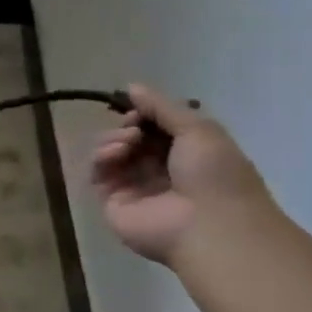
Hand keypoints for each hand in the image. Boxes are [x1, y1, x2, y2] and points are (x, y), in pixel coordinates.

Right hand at [90, 84, 273, 263]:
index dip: (143, 114)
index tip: (141, 111)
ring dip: (113, 138)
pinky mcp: (113, 202)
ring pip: (109, 152)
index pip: (153, 128)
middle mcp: (158, 170)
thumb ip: (161, 106)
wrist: (210, 224)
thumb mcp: (198, 129)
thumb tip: (131, 86)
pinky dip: (101, 157)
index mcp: (185, 154)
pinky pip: (97, 172)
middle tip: (135, 128)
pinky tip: (116, 153)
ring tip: (128, 140)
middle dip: (127, 125)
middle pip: (127, 138)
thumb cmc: (214, 173)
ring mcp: (134, 187)